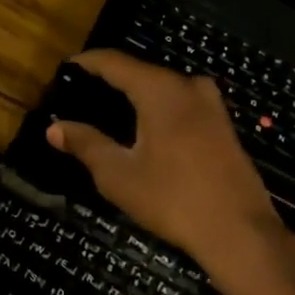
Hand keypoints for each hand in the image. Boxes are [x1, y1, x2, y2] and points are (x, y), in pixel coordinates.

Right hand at [46, 50, 291, 289]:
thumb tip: (54, 128)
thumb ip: (86, 145)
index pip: (114, 62)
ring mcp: (211, 105)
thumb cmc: (173, 199)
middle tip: (83, 94)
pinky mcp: (224, 126)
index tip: (67, 67)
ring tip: (110, 110)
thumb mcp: (118, 175)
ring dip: (137, 94)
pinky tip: (146, 129)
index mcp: (159, 90)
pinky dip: (158, 108)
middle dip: (111, 79)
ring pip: (164, 88)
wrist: (240, 232)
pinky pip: (182, 104)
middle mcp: (187, 86)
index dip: (88, 62)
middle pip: (140, 72)